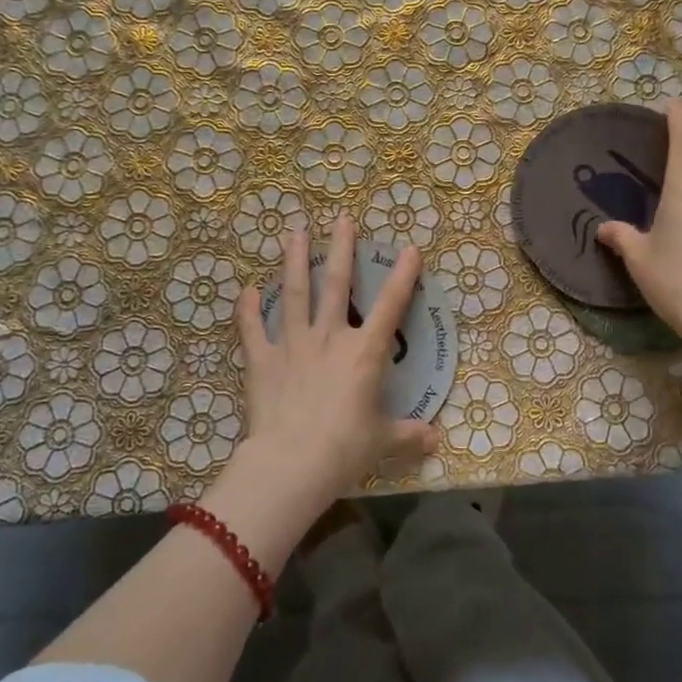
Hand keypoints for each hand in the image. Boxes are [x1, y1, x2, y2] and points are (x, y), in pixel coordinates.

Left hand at [235, 215, 438, 502]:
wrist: (292, 462)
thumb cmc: (344, 449)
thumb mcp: (382, 442)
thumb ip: (408, 434)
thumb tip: (436, 440)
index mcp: (363, 353)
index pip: (390, 306)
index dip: (402, 276)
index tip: (410, 248)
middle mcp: (329, 337)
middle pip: (336, 285)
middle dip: (341, 249)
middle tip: (341, 219)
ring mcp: (293, 344)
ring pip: (295, 294)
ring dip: (295, 261)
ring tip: (294, 233)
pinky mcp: (262, 360)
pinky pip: (252, 329)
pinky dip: (247, 310)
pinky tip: (245, 290)